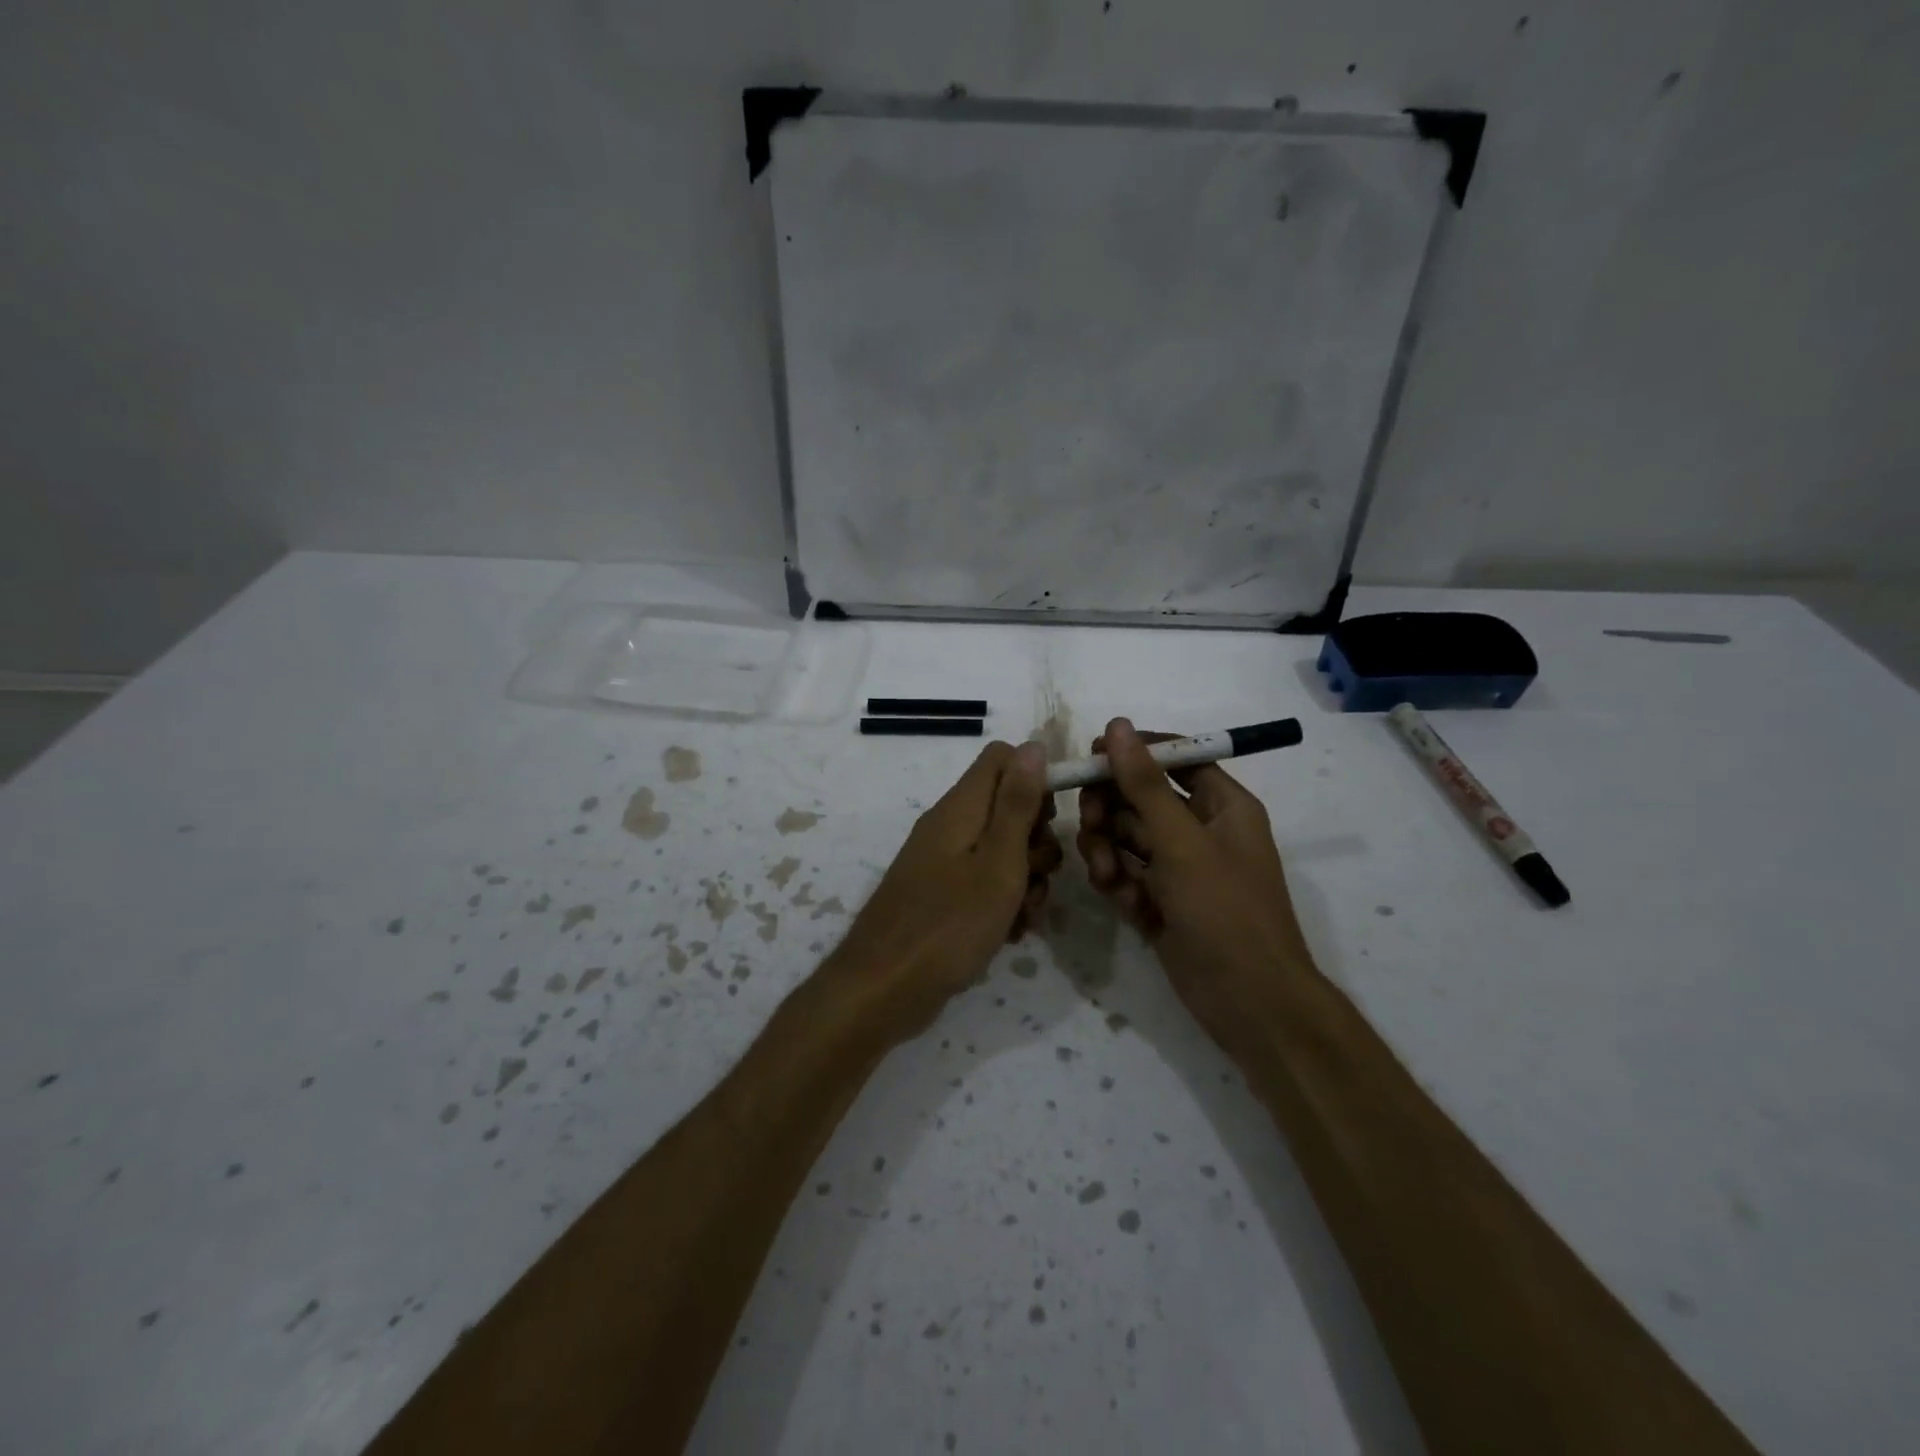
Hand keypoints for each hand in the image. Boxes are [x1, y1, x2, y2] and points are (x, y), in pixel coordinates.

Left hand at [826, 741, 1061, 1043]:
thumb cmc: (949, 924)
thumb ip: (1017, 804)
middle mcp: (950, 826)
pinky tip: (1008, 933)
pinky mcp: (941, 896)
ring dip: (1024, 879)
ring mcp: (943, 863)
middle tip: (1035, 876)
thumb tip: (1034, 745)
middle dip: (1036, 841)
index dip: (1035, 779)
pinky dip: (1002, 903)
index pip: (1003, 758)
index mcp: (960, 807)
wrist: (883, 989)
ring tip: (1022, 916)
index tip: (1051, 821)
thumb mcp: (998, 862)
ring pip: (1001, 851)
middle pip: (1007, 807)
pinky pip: (984, 884)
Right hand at [1077, 718, 1313, 1049]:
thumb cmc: (1225, 911)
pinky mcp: (1161, 901)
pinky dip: (1118, 882)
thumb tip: (1117, 726)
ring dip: (1109, 850)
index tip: (1092, 755)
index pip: (1175, 757)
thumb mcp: (1182, 842)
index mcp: (1222, 805)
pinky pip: (1127, 874)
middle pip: (1140, 797)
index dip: (1134, 752)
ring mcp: (1179, 868)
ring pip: (1126, 838)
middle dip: (1111, 809)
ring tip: (1108, 875)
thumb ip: (1144, 784)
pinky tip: (1122, 900)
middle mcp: (1199, 830)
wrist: (1249, 1003)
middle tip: (1091, 823)